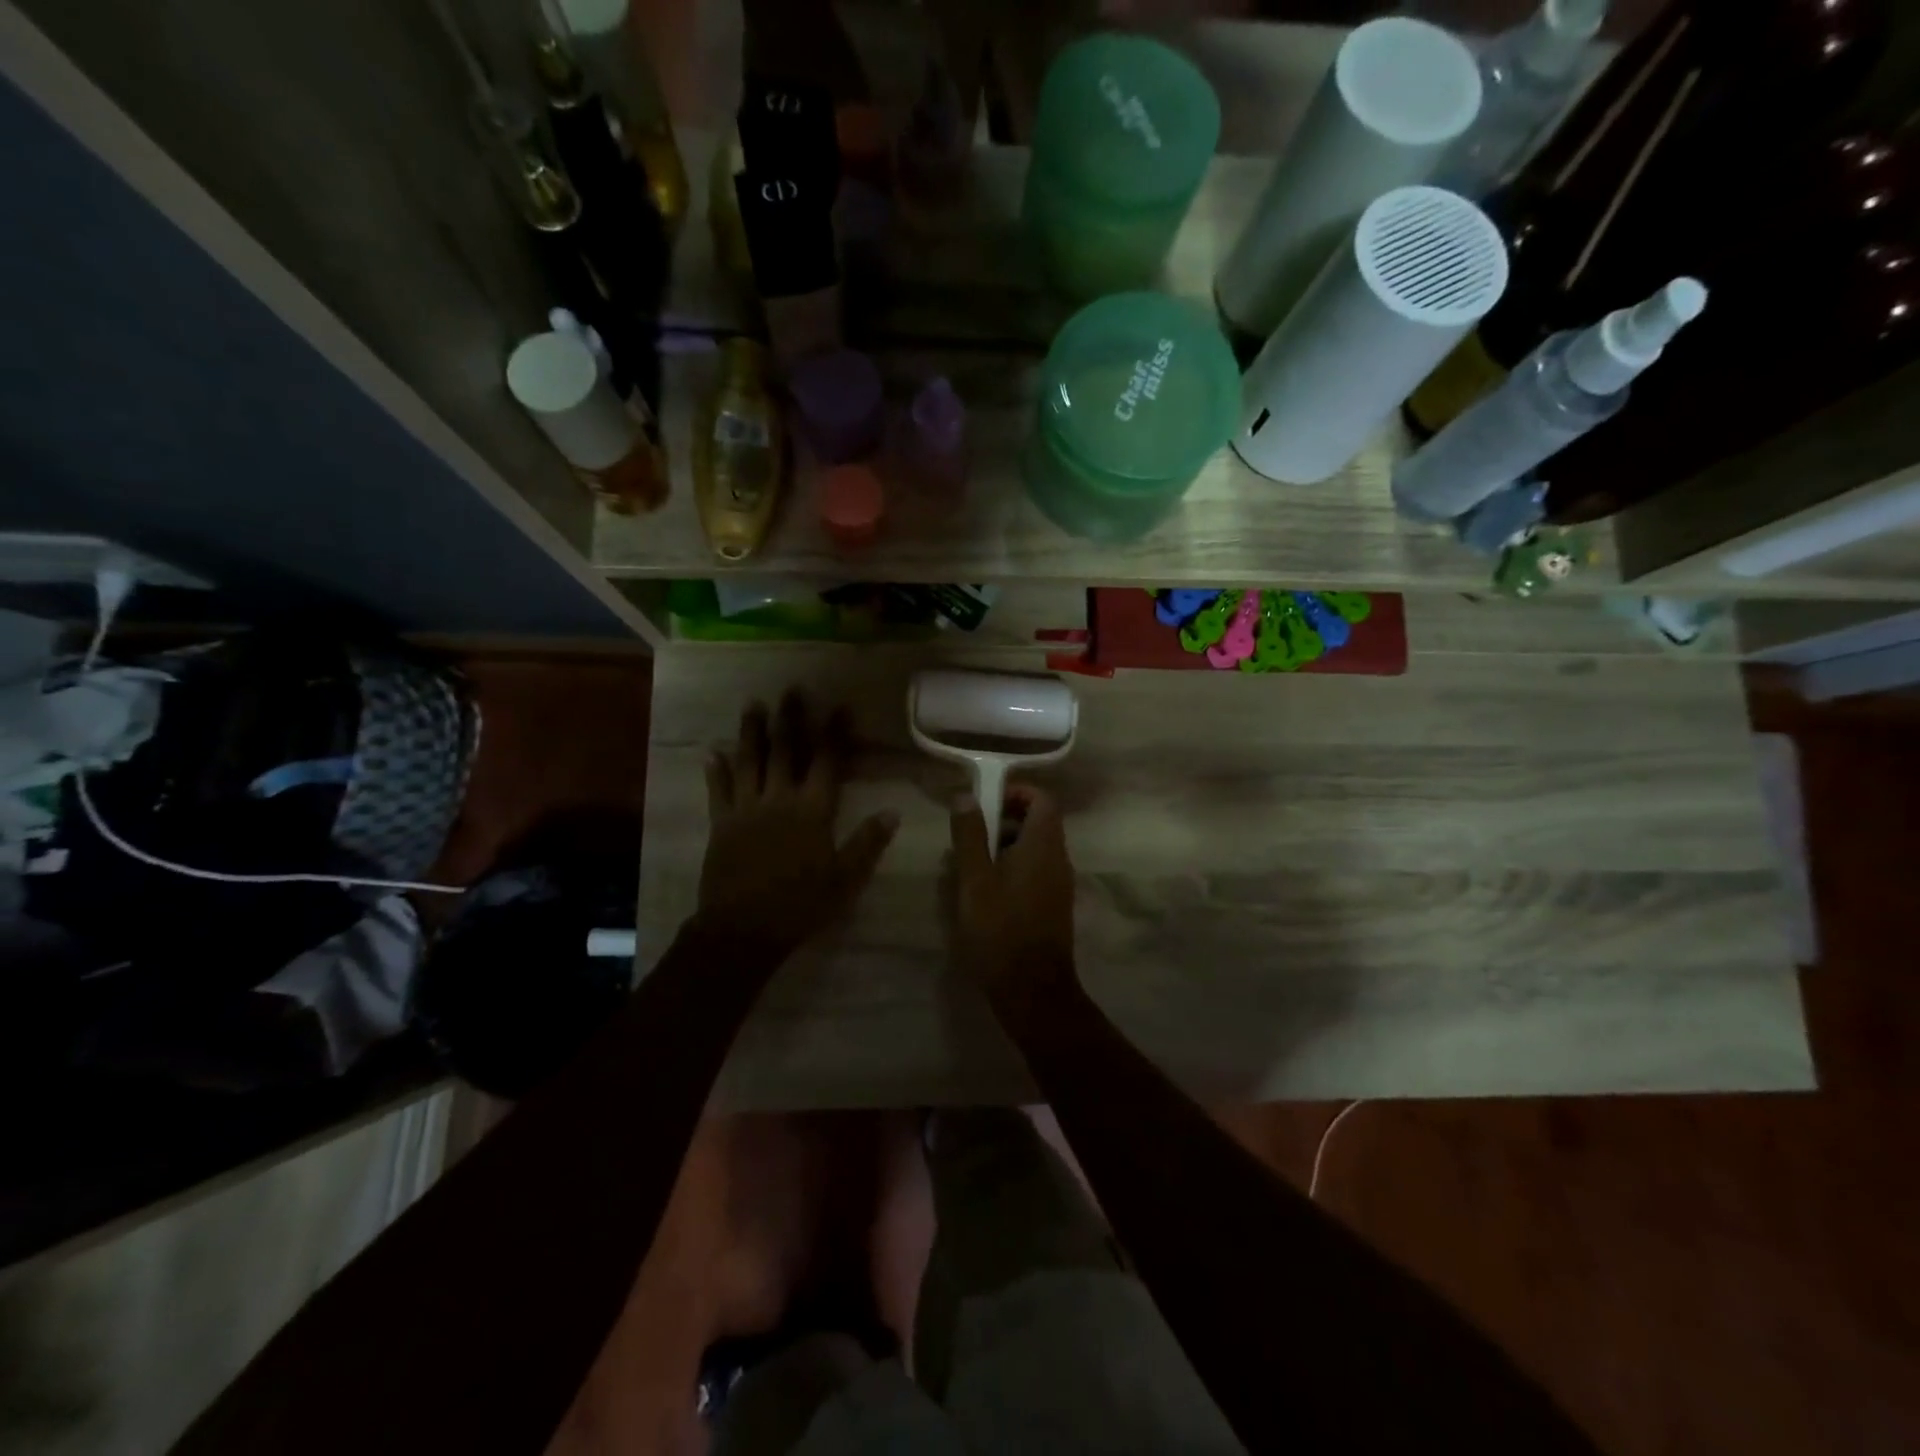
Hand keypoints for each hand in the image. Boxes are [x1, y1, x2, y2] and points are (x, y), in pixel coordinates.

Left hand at [699, 693, 897, 956]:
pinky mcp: (721, 824)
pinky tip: (712, 752)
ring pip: (749, 762)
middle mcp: (779, 799)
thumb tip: (892, 812)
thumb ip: (867, 843)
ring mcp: (746, 809)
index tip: (840, 706)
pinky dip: (716, 771)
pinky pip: (718, 791)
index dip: (835, 733)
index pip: (827, 762)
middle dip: (791, 719)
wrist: (744, 929)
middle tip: (792, 690)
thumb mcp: (845, 879)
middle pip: (786, 751)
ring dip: (752, 732)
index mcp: (812, 811)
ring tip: (754, 705)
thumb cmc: (801, 904)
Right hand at [949, 784, 1077, 1016]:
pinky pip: (1036, 871)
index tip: (983, 804)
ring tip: (970, 866)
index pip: (1042, 799)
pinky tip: (985, 893)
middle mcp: (1059, 859)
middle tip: (969, 837)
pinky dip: (1012, 868)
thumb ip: (970, 835)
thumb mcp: (974, 880)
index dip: (1015, 792)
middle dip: (1003, 820)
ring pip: (1035, 848)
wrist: (1032, 990)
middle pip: (1038, 821)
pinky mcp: (1054, 905)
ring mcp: (1059, 884)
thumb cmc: (1000, 930)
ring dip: (1004, 846)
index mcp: (1043, 845)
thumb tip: (966, 796)